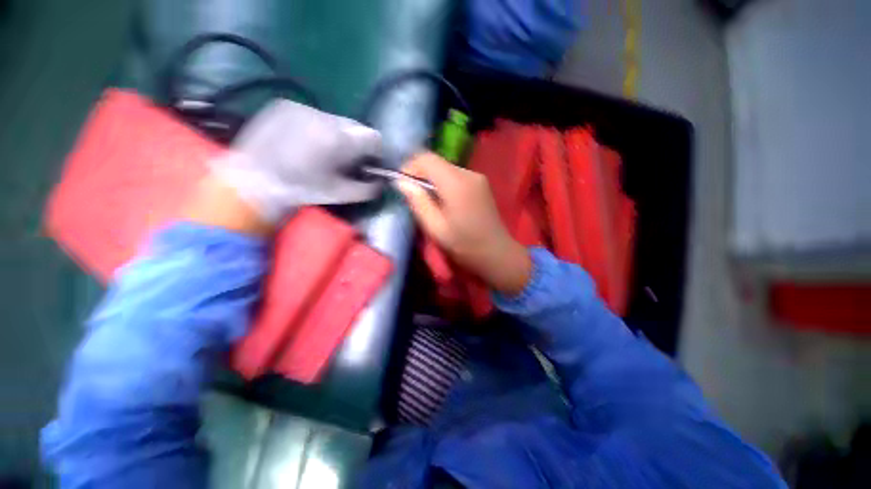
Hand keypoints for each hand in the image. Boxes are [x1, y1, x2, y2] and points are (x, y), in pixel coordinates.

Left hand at [209, 99, 382, 223]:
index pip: (374, 137)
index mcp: (339, 140)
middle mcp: (324, 117)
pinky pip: (314, 115)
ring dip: (337, 134)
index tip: (368, 163)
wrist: (251, 180)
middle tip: (345, 159)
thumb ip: (368, 189)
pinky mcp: (285, 104)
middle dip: (356, 142)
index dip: (375, 151)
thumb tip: (381, 182)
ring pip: (336, 120)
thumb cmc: (301, 190)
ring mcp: (303, 107)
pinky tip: (304, 142)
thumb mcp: (340, 194)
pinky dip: (318, 127)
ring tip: (322, 151)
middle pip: (356, 126)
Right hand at [397, 152, 531, 294]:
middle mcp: (468, 173)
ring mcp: (477, 177)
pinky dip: (444, 183)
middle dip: (420, 174)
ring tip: (429, 201)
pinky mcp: (481, 183)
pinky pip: (456, 176)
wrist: (497, 253)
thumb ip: (418, 202)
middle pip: (437, 162)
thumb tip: (402, 182)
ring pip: (446, 168)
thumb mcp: (435, 228)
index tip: (403, 185)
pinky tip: (445, 201)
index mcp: (456, 183)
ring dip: (432, 180)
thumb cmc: (464, 245)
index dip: (410, 167)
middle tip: (414, 196)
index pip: (426, 158)